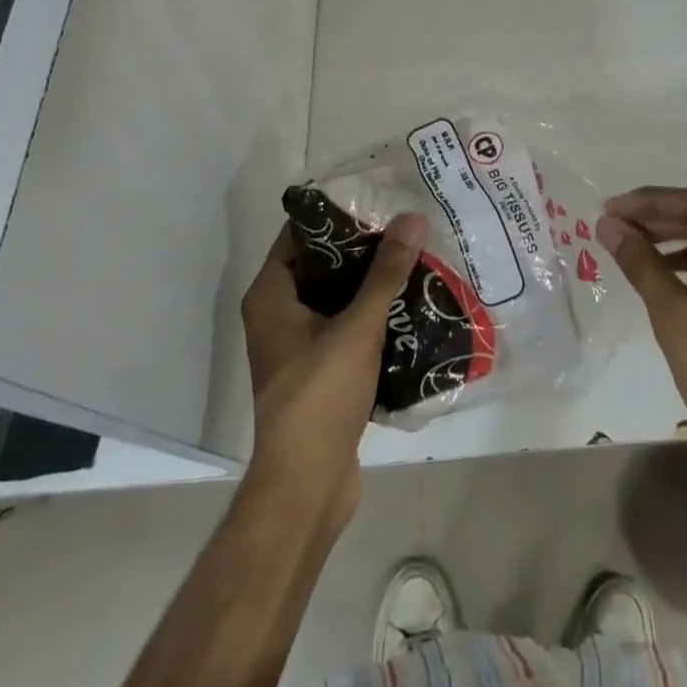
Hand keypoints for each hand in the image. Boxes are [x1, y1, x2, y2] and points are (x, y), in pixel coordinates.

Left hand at [239, 213, 427, 529]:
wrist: (306, 487)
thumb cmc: (320, 396)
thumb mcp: (357, 327)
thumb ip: (385, 272)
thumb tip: (412, 217)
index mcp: (271, 296)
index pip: (299, 234)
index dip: (335, 215)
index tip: (375, 198)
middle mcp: (278, 315)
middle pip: (321, 265)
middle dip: (362, 248)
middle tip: (404, 227)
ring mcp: (297, 346)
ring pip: (336, 298)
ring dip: (370, 283)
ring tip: (414, 258)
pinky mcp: (319, 372)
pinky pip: (345, 327)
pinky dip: (371, 315)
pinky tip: (409, 305)